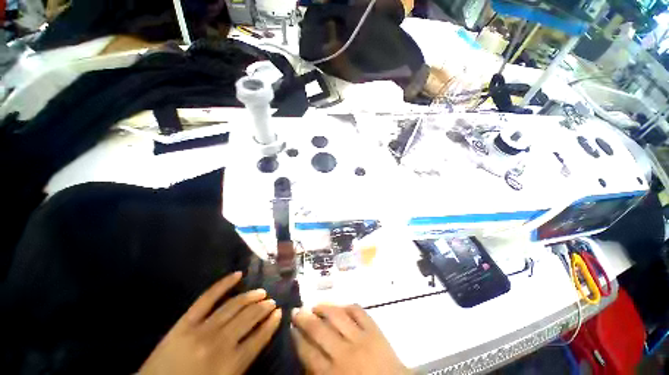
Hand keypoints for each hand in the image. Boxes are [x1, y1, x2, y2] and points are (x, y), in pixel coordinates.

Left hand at [139, 272, 281, 374]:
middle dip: (264, 307)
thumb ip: (243, 363)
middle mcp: (220, 343)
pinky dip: (224, 284)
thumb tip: (259, 338)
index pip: (260, 337)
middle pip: (249, 317)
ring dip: (251, 296)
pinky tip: (238, 274)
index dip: (272, 323)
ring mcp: (202, 330)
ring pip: (234, 305)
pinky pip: (208, 297)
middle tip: (271, 301)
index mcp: (231, 365)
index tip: (279, 312)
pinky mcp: (185, 322)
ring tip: (261, 292)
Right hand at [292, 304, 409, 374]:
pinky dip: (348, 306)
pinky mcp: (375, 330)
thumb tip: (307, 353)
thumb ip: (319, 373)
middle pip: (318, 330)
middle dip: (304, 319)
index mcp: (332, 374)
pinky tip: (341, 306)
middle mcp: (344, 354)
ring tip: (315, 305)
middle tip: (296, 310)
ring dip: (324, 308)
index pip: (308, 351)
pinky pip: (358, 311)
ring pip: (337, 316)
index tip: (291, 326)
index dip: (297, 337)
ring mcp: (361, 339)